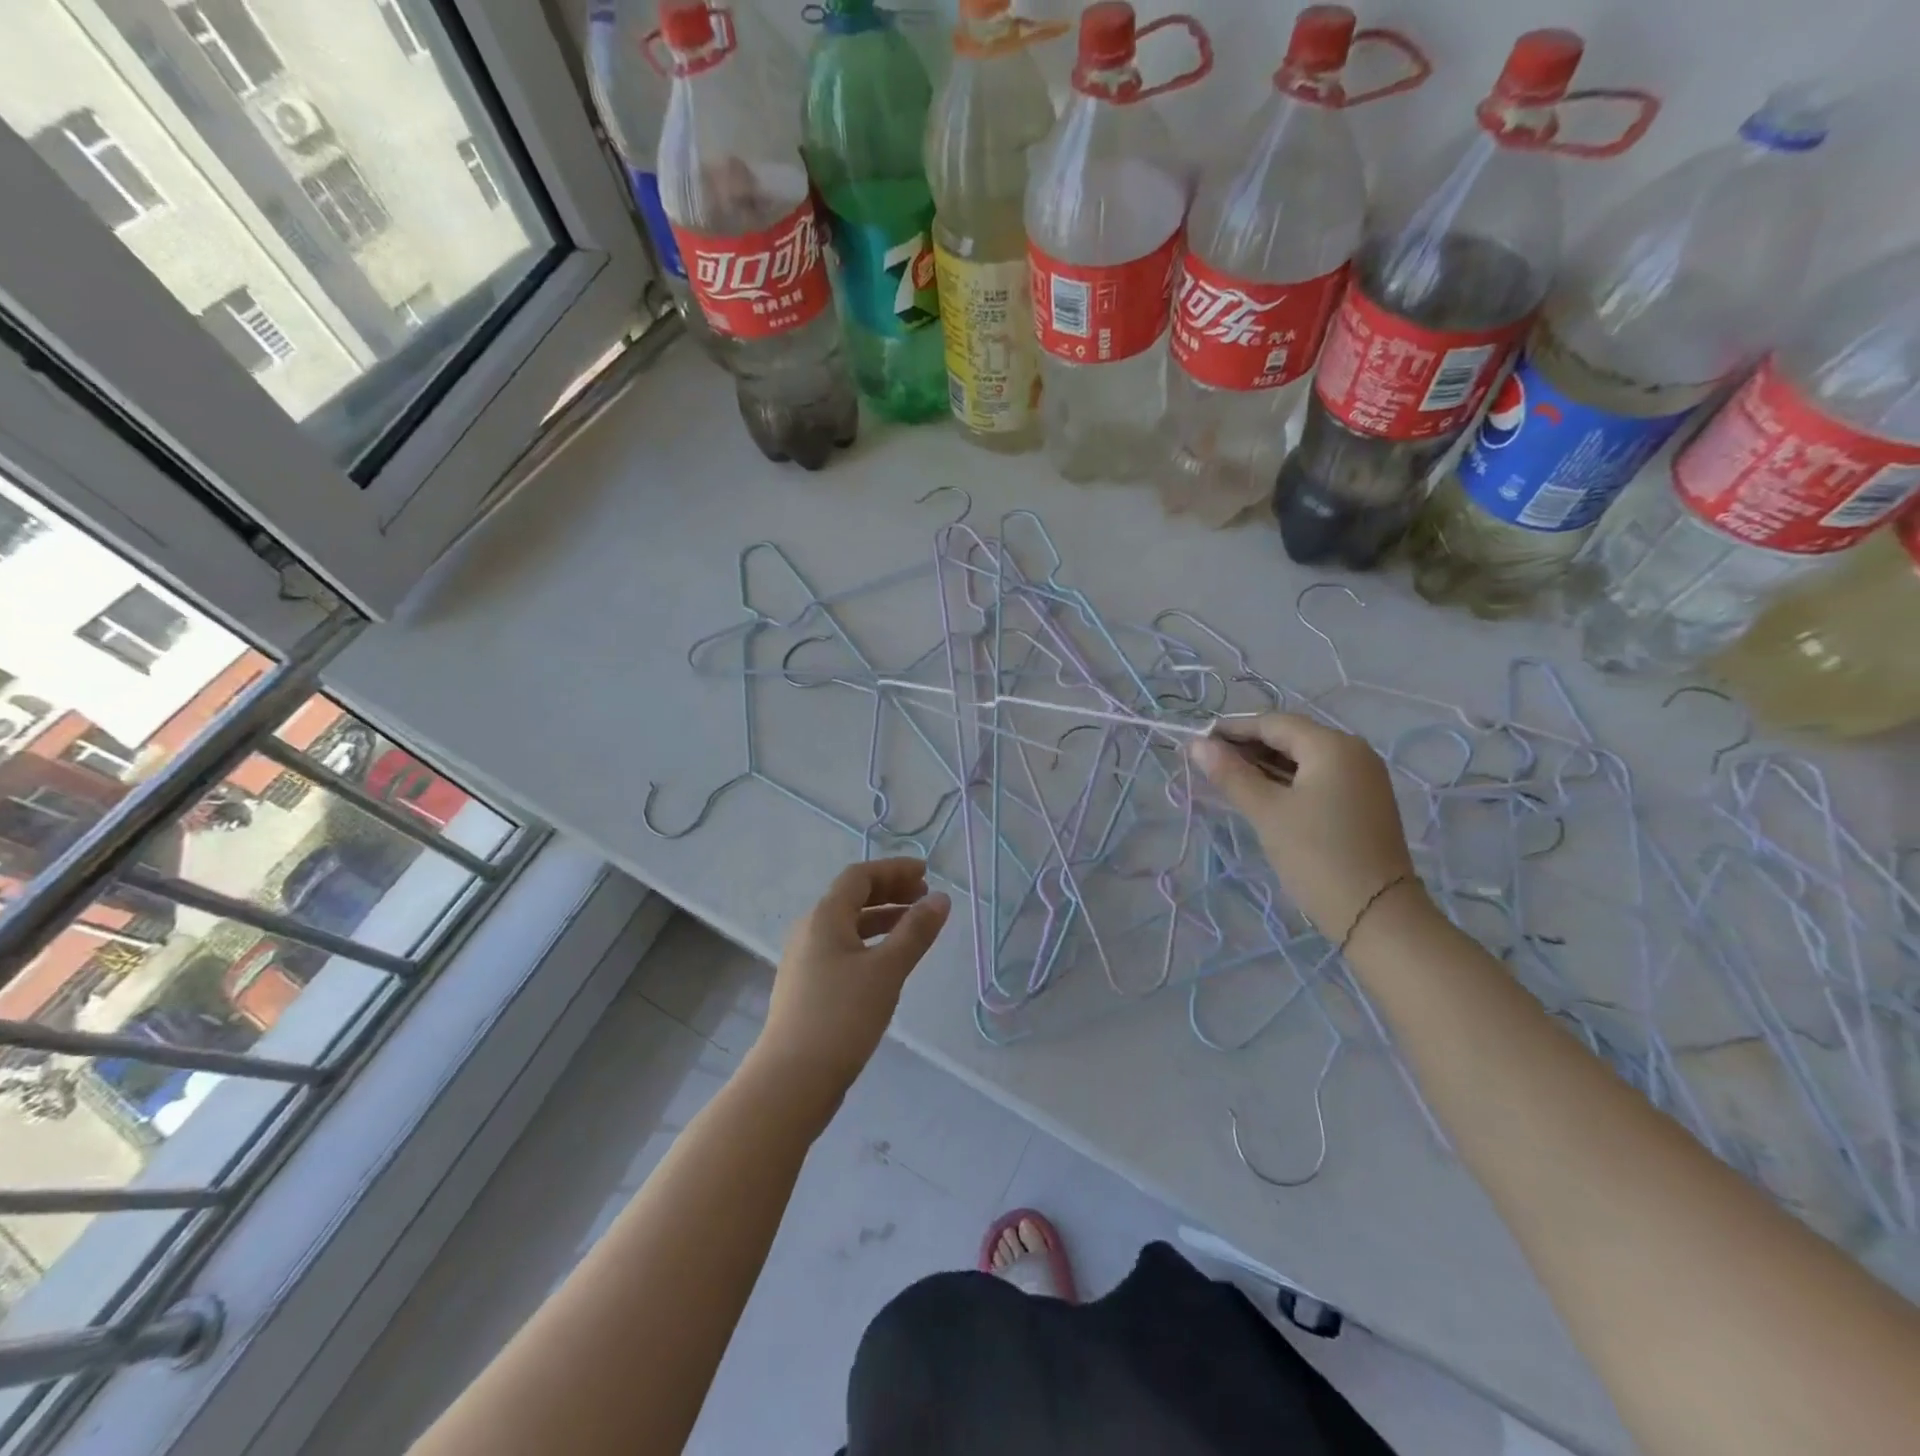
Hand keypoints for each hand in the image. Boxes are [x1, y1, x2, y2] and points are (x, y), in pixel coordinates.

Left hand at [755, 857, 950, 1105]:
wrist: (791, 1080)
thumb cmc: (842, 1017)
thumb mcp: (887, 970)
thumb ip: (915, 932)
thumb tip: (941, 899)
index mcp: (824, 917)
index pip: (860, 876)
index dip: (894, 870)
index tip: (927, 874)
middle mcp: (810, 931)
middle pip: (852, 897)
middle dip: (890, 891)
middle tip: (925, 897)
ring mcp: (806, 960)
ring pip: (848, 925)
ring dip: (882, 918)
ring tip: (915, 926)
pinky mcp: (808, 987)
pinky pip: (843, 948)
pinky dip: (870, 942)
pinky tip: (889, 962)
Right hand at [1189, 713, 1419, 942]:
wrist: (1376, 914)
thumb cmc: (1317, 855)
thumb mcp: (1267, 812)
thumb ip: (1230, 774)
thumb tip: (1196, 745)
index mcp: (1332, 746)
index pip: (1273, 723)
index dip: (1233, 729)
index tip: (1197, 742)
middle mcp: (1353, 752)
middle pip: (1291, 737)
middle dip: (1248, 746)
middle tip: (1208, 762)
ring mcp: (1362, 778)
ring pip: (1304, 759)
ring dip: (1265, 764)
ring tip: (1227, 778)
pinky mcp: (1363, 802)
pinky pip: (1317, 778)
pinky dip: (1286, 780)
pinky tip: (1261, 793)